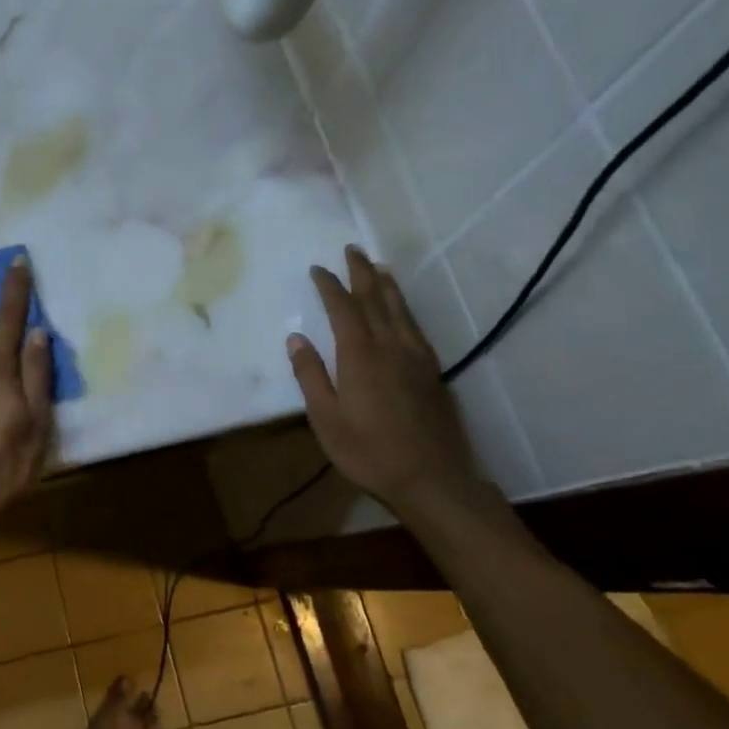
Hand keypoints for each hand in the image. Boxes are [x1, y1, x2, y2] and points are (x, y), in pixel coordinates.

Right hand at [286, 246, 479, 512]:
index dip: (330, 286)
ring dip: (386, 285)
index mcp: (360, 356)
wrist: (431, 478)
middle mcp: (391, 347)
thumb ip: (310, 376)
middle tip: (352, 250)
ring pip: (400, 310)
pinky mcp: (432, 372)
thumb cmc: (368, 451)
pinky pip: (415, 327)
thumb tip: (296, 339)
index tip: (318, 269)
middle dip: (361, 273)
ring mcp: (416, 357)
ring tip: (378, 267)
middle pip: (376, 299)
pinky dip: (404, 308)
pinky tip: (402, 310)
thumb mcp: (325, 418)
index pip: (343, 309)